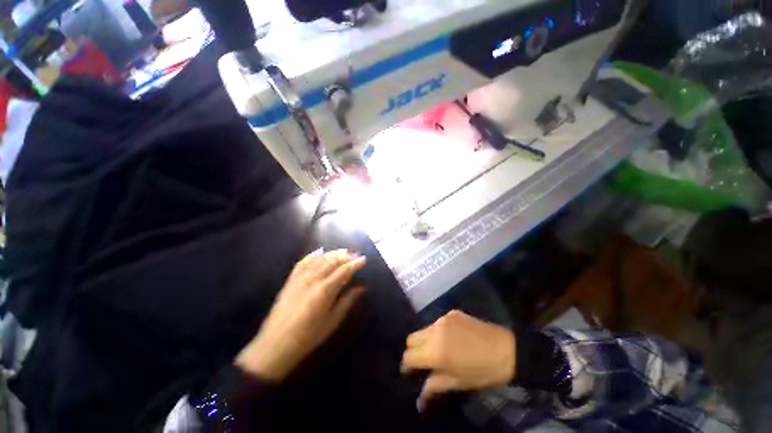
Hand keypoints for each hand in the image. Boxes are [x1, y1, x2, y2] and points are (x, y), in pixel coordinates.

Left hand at [236, 249, 366, 381]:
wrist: (276, 344)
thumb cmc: (308, 336)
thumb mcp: (332, 321)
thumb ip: (347, 301)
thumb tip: (361, 288)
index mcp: (325, 290)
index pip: (344, 270)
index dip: (355, 263)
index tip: (364, 259)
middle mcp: (313, 279)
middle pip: (333, 261)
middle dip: (346, 256)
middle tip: (355, 254)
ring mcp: (300, 278)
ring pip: (320, 259)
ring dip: (333, 253)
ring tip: (343, 251)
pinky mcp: (291, 280)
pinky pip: (303, 262)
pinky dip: (313, 255)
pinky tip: (320, 251)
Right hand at [401, 310, 515, 410]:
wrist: (507, 350)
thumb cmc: (483, 372)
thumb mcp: (459, 383)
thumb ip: (435, 385)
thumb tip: (420, 398)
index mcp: (436, 351)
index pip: (409, 356)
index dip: (407, 366)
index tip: (410, 372)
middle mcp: (435, 331)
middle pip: (411, 338)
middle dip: (414, 350)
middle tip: (424, 361)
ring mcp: (443, 319)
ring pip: (423, 329)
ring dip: (426, 341)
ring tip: (440, 350)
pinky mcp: (451, 313)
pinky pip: (437, 323)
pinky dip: (438, 332)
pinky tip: (451, 338)